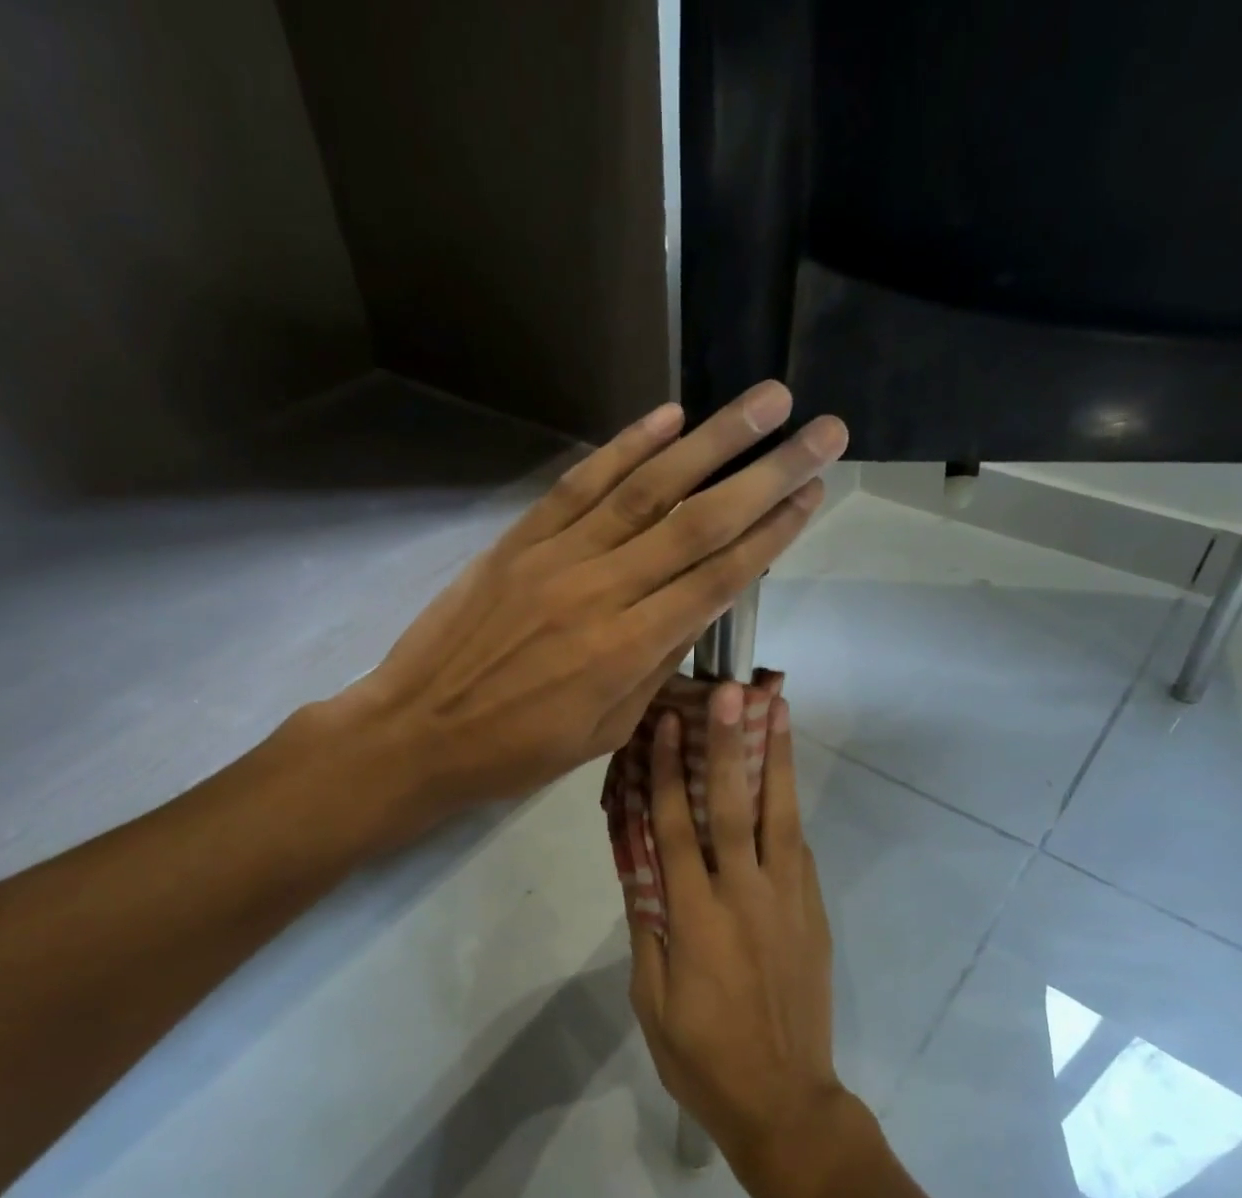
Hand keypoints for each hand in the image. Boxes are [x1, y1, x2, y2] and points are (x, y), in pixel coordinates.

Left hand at [339, 382, 846, 818]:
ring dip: (712, 440)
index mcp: (627, 650)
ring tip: (765, 401)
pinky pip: (580, 483)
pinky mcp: (519, 539)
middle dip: (768, 474)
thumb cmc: (517, 751)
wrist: (418, 733)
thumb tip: (698, 609)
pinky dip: (626, 446)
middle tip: (823, 432)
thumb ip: (656, 667)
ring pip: (648, 489)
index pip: (718, 578)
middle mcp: (602, 591)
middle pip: (699, 522)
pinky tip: (669, 416)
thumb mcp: (604, 732)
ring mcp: (557, 557)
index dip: (772, 534)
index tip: (814, 495)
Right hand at [628, 683, 873, 1197]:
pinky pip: (799, 850)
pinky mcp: (814, 913)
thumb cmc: (703, 1057)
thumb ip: (647, 926)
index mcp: (696, 918)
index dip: (668, 772)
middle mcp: (746, 896)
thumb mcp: (652, 999)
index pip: (676, 828)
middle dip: (729, 744)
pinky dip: (789, 808)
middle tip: (731, 692)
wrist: (785, 1102)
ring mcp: (789, 901)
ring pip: (782, 816)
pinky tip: (783, 781)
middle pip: (735, 806)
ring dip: (778, 759)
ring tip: (778, 709)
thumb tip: (639, 865)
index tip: (665, 725)